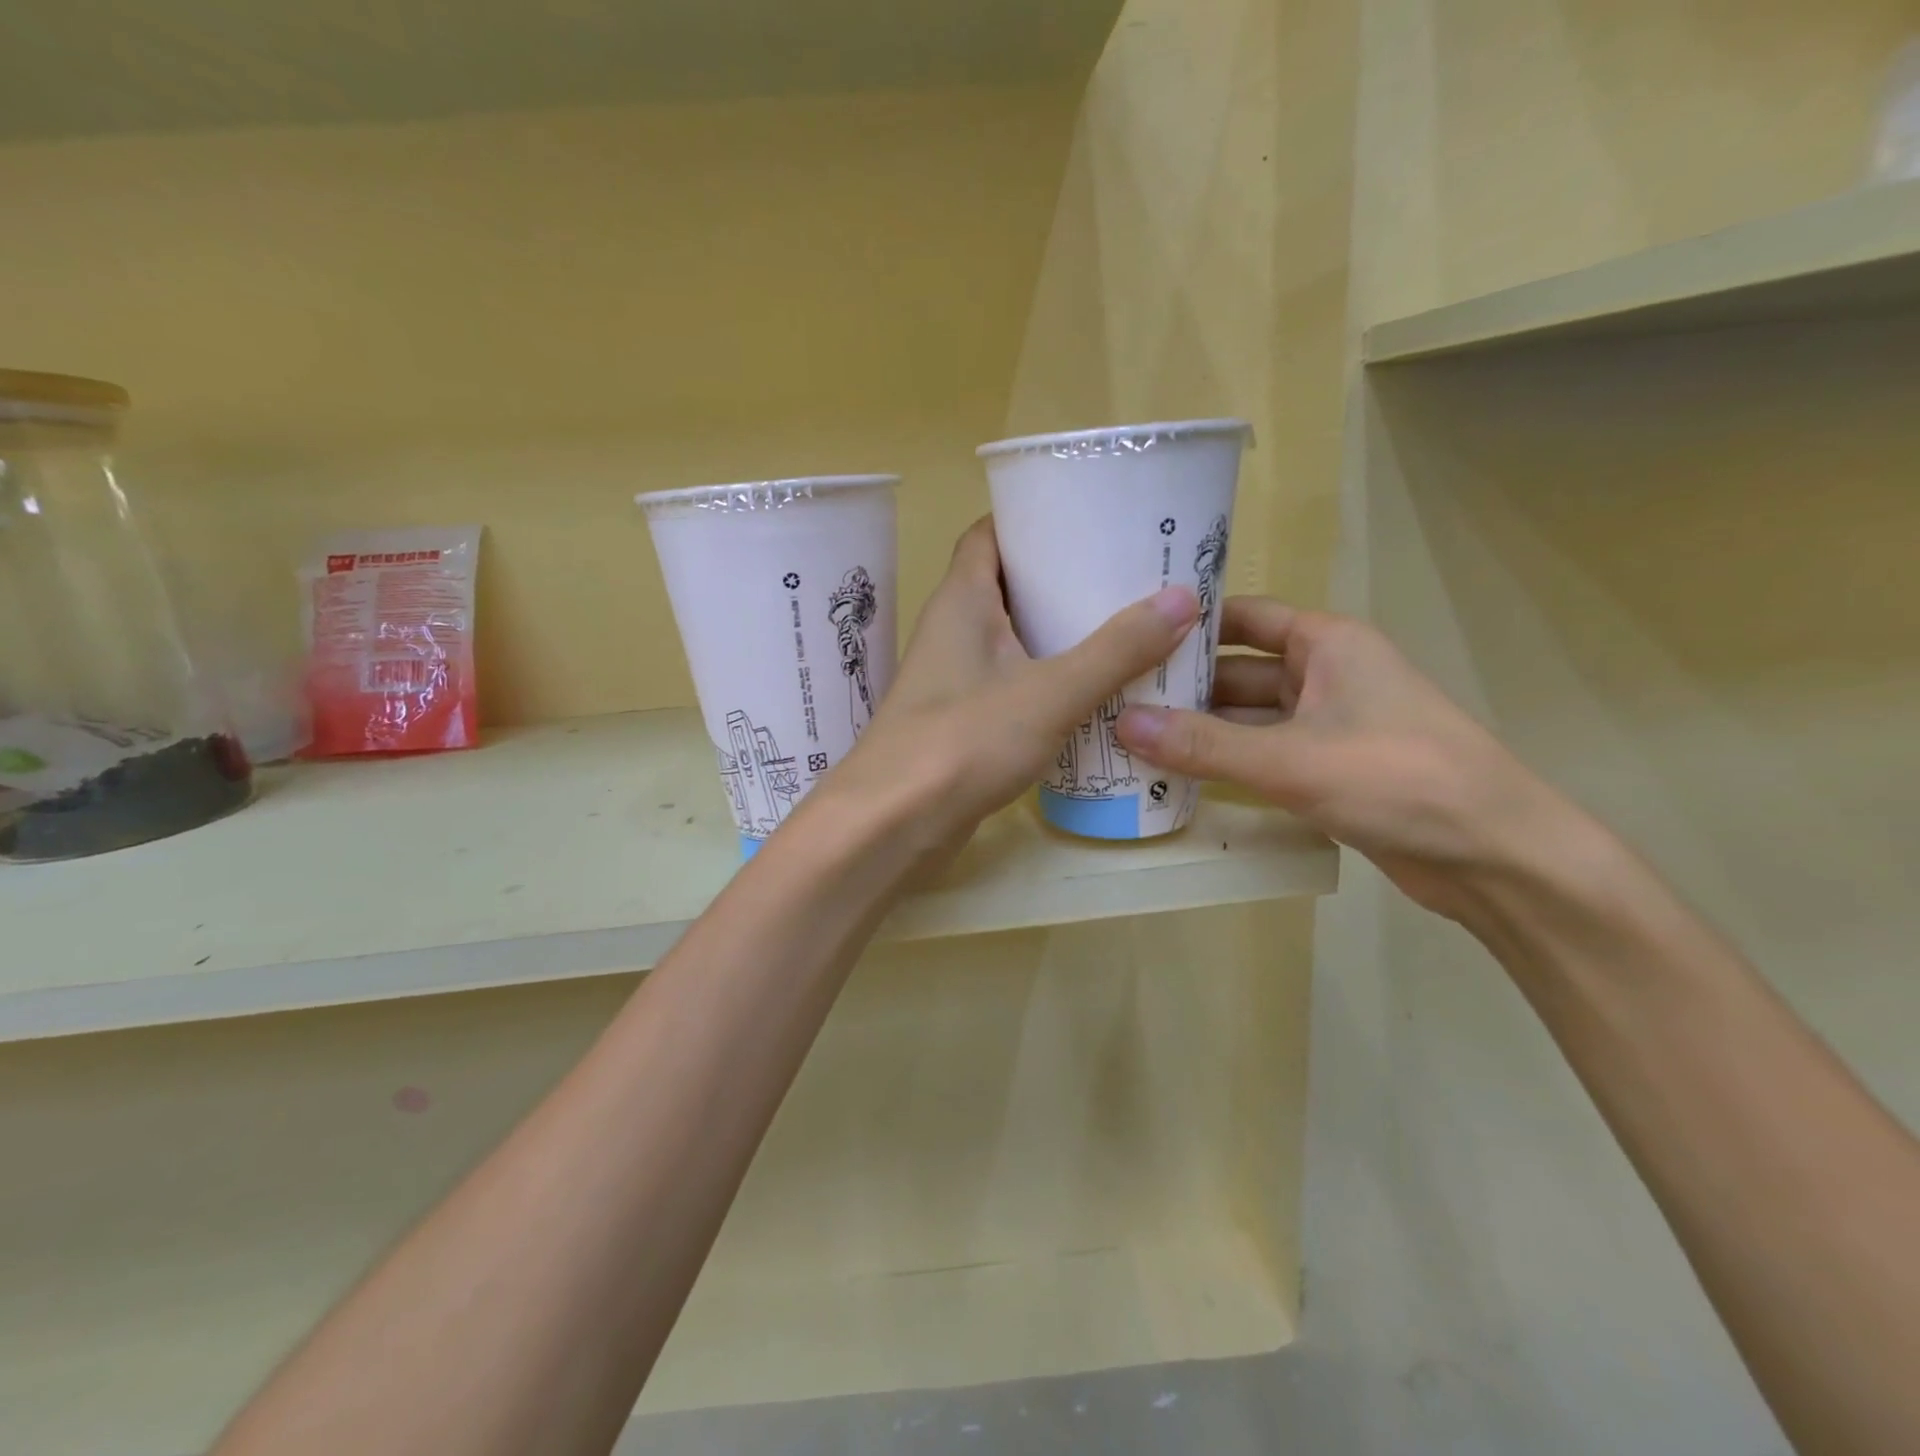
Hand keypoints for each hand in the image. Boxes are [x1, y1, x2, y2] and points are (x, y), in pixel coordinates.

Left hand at [822, 517, 1197, 862]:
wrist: (892, 824)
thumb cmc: (964, 741)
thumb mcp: (1051, 691)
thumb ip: (1116, 649)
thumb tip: (1182, 598)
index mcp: (962, 599)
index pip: (990, 533)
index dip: (1032, 516)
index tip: (1087, 515)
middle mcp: (952, 629)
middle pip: (1007, 584)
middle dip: (1060, 576)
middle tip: (1125, 573)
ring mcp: (953, 677)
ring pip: (1011, 637)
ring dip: (1058, 631)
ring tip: (1123, 626)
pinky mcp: (961, 720)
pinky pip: (1011, 682)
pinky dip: (1047, 678)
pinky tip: (1092, 691)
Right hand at [1114, 598, 1575, 919]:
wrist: (1495, 857)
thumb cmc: (1399, 779)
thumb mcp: (1292, 760)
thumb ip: (1204, 744)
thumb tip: (1121, 724)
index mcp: (1326, 643)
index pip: (1241, 616)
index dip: (1186, 624)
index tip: (1126, 635)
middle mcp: (1323, 674)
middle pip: (1235, 670)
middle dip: (1179, 687)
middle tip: (1109, 698)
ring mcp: (1325, 725)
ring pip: (1245, 718)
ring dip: (1196, 730)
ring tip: (1125, 738)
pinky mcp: (1326, 769)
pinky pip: (1260, 755)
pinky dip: (1222, 763)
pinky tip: (1172, 776)